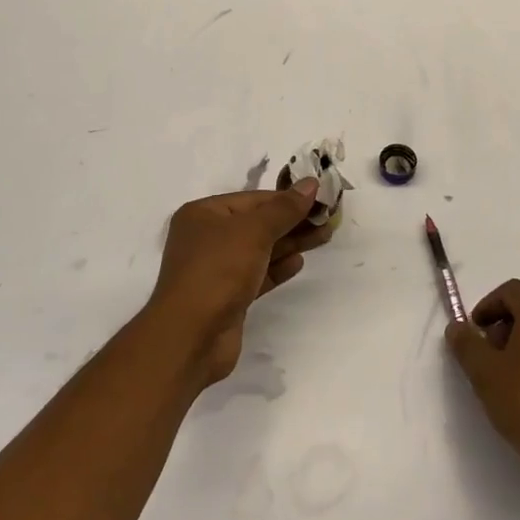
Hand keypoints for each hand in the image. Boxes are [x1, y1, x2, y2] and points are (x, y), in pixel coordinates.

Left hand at [148, 180, 335, 384]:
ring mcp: (216, 269)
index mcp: (203, 214)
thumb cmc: (218, 270)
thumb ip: (284, 208)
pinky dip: (277, 267)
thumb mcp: (253, 231)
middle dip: (292, 221)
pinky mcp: (227, 297)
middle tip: (328, 219)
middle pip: (257, 224)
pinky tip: (298, 262)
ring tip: (323, 236)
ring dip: (290, 243)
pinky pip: (257, 275)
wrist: (191, 336)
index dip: (286, 198)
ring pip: (259, 250)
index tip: (320, 199)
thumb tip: (310, 183)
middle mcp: (206, 238)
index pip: (252, 199)